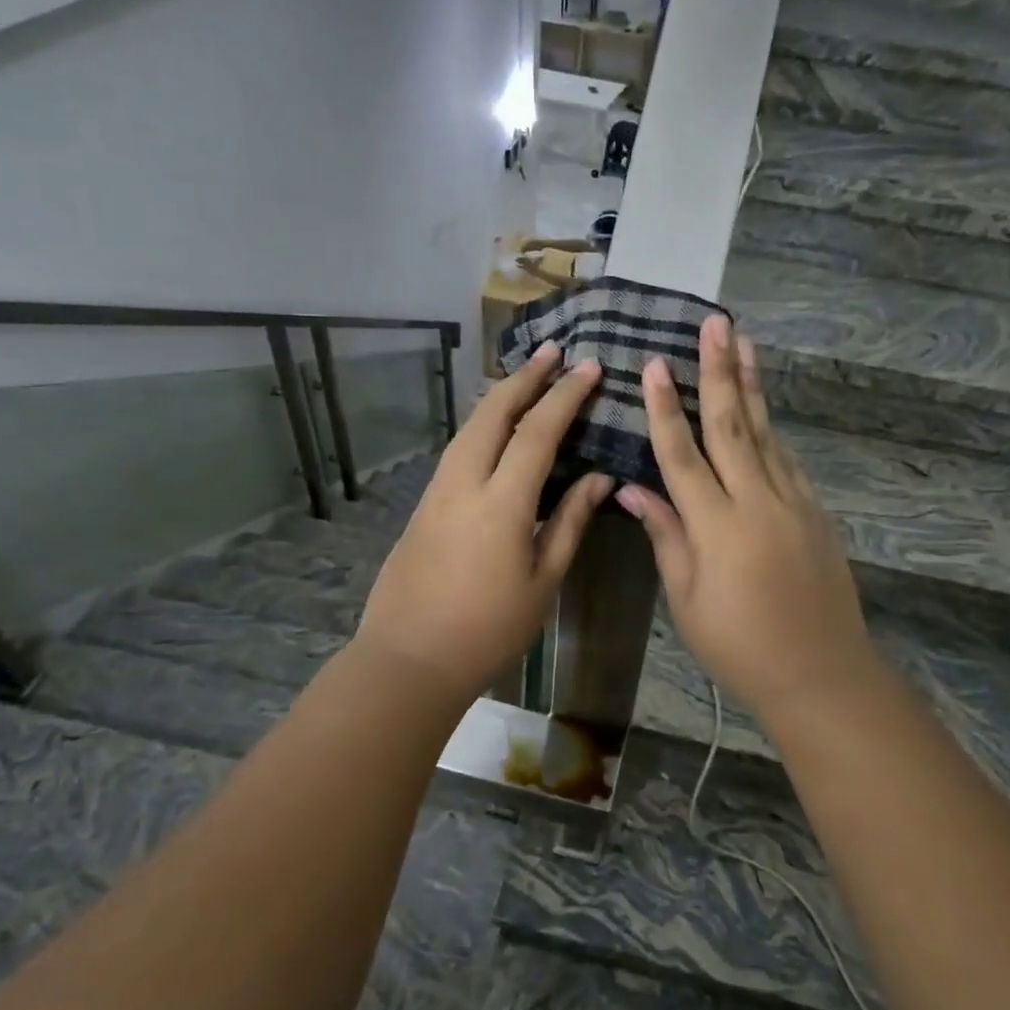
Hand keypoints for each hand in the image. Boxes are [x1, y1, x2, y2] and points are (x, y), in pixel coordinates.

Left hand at [354, 342, 612, 704]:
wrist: (410, 658)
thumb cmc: (488, 629)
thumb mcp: (543, 580)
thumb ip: (570, 521)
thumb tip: (600, 478)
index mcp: (501, 502)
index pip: (538, 431)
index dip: (565, 395)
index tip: (589, 367)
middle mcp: (464, 482)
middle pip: (493, 412)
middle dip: (525, 377)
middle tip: (553, 351)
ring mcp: (436, 490)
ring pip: (469, 426)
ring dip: (500, 396)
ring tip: (527, 378)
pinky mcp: (423, 504)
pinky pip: (458, 448)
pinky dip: (482, 424)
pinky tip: (496, 428)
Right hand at [616, 315, 885, 719]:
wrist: (821, 672)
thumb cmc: (739, 645)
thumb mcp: (688, 599)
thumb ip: (666, 536)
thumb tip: (633, 490)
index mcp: (718, 526)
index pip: (683, 456)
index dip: (664, 410)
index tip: (652, 365)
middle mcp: (757, 501)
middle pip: (732, 426)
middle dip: (719, 371)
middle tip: (715, 324)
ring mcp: (793, 502)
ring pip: (766, 432)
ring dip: (751, 386)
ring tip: (744, 343)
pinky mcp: (816, 511)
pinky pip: (788, 459)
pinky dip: (772, 428)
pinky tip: (763, 407)